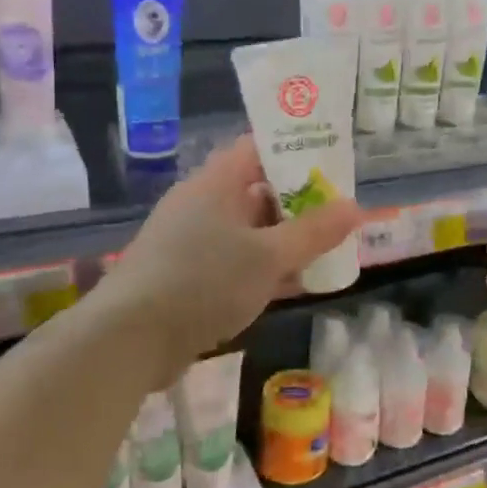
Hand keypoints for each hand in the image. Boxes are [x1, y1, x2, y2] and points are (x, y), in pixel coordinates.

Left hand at [101, 135, 362, 362]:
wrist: (129, 340)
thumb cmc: (203, 281)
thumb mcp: (269, 256)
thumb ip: (315, 232)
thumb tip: (357, 207)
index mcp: (215, 183)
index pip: (258, 147)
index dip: (295, 150)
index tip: (333, 162)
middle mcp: (201, 204)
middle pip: (256, 189)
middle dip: (299, 200)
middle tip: (339, 211)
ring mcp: (190, 242)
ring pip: (248, 230)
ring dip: (284, 238)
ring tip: (327, 248)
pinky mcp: (186, 276)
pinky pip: (235, 261)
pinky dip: (264, 267)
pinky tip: (296, 283)